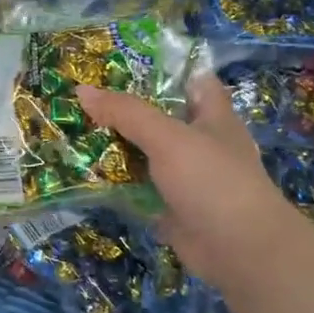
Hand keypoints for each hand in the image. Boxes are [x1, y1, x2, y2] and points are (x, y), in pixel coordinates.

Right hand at [76, 73, 303, 288]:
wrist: (239, 250)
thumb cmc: (212, 180)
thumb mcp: (168, 138)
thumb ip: (126, 113)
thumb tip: (82, 90)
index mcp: (212, 116)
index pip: (191, 79)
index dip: (162, 69)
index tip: (121, 62)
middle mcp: (200, 142)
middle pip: (160, 117)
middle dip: (125, 108)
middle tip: (82, 97)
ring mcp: (186, 177)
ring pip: (146, 153)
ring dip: (116, 146)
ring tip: (74, 130)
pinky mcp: (171, 206)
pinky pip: (139, 188)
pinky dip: (116, 183)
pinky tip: (85, 173)